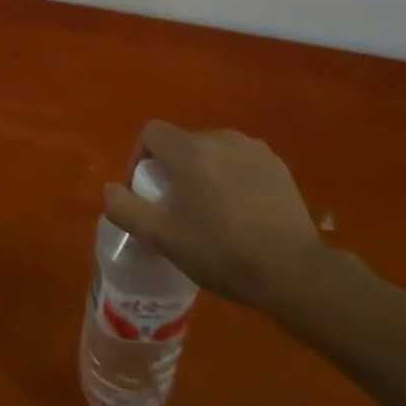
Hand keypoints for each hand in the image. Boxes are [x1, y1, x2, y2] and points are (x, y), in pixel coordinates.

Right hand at [103, 122, 328, 310]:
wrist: (296, 273)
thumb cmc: (223, 253)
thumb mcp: (164, 239)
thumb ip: (127, 209)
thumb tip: (109, 189)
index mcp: (190, 151)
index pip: (151, 132)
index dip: (139, 158)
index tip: (146, 192)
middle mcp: (222, 138)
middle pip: (181, 142)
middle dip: (171, 169)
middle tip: (176, 208)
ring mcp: (254, 149)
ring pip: (212, 150)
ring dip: (202, 171)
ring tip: (209, 209)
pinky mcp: (277, 165)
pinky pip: (240, 160)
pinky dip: (231, 176)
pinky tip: (240, 210)